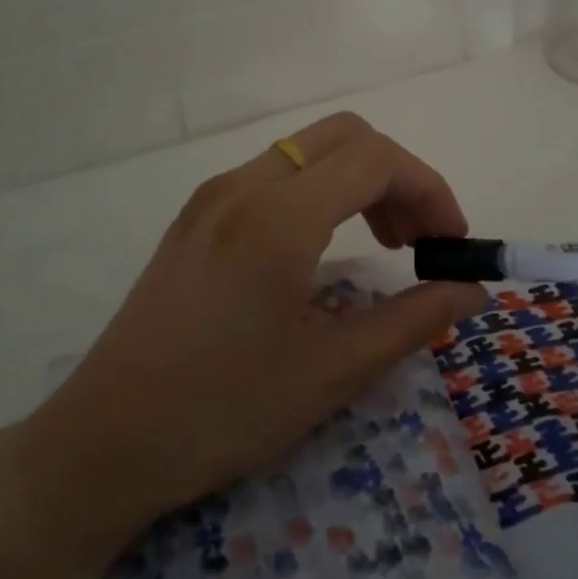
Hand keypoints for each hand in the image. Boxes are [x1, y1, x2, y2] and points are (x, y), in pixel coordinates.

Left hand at [19, 113, 485, 546]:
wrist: (105, 442)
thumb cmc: (224, 411)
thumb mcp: (332, 371)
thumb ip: (413, 319)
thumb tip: (472, 291)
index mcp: (279, 216)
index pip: (377, 159)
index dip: (430, 190)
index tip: (451, 244)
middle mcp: (243, 184)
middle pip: (346, 136)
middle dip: (398, 176)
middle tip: (420, 240)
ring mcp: (213, 195)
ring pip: (308, 150)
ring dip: (359, 180)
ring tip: (384, 243)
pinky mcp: (196, 215)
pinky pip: (275, 174)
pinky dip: (320, 191)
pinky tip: (324, 248)